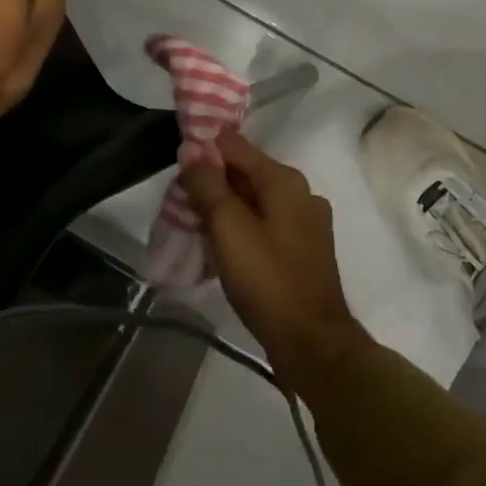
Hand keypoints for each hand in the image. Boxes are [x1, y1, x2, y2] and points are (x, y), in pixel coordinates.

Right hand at [181, 130, 365, 385]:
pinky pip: (265, 224)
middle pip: (246, 173)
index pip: (236, 146)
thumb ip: (209, 185)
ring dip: (224, 208)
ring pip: (254, 201)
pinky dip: (241, 228)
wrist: (310, 340)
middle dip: (212, 182)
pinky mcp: (303, 248)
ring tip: (193, 225)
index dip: (204, 151)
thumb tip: (192, 149)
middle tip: (178, 201)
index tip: (176, 167)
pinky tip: (220, 247)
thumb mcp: (229, 228)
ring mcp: (306, 222)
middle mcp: (301, 193)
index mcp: (285, 180)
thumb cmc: (267, 279)